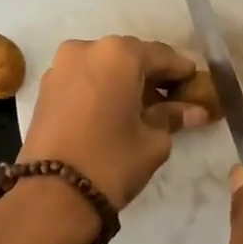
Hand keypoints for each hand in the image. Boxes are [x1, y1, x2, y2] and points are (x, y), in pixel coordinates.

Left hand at [18, 36, 210, 208]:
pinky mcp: (46, 88)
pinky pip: (84, 80)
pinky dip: (102, 90)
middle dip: (151, 76)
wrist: (52, 194)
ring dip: (124, 83)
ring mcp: (61, 67)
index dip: (181, 72)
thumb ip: (173, 117)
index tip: (196, 86)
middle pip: (130, 57)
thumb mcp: (153, 141)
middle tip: (171, 99)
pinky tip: (115, 112)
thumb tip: (195, 111)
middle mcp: (86, 49)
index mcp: (119, 54)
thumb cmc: (112, 161)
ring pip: (104, 67)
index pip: (161, 56)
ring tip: (143, 110)